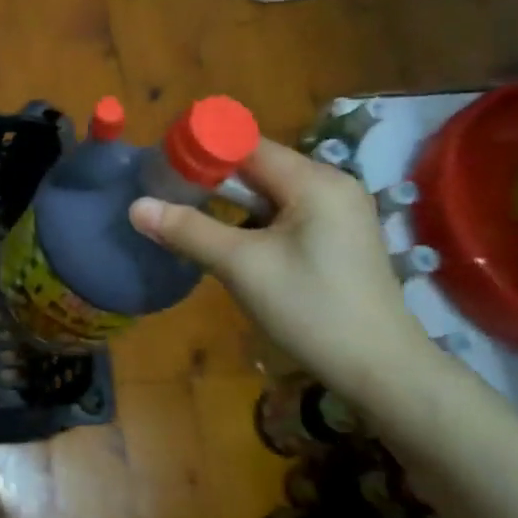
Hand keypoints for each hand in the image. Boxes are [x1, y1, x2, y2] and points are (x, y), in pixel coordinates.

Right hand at [129, 140, 434, 399]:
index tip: (162, 163)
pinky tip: (232, 244)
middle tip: (167, 192)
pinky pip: (286, 215)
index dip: (202, 149)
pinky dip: (254, 222)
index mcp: (314, 181)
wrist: (381, 372)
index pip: (247, 145)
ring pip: (270, 193)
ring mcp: (340, 213)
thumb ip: (188, 231)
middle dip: (212, 179)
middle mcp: (331, 186)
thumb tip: (136, 206)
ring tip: (189, 217)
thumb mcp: (241, 267)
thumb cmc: (311, 310)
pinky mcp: (339, 239)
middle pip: (258, 167)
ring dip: (230, 203)